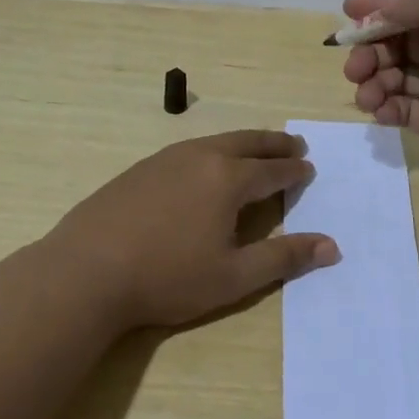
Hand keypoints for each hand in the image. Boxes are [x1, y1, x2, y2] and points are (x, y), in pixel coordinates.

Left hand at [48, 130, 340, 331]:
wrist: (86, 271)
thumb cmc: (167, 277)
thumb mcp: (233, 276)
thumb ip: (284, 258)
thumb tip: (331, 246)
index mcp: (228, 179)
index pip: (272, 170)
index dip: (294, 171)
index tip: (308, 169)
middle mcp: (200, 157)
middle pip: (246, 143)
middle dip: (273, 144)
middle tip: (294, 145)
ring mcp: (165, 159)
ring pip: (214, 141)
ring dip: (242, 143)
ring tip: (254, 149)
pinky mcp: (139, 169)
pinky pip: (188, 150)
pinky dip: (210, 150)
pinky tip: (203, 165)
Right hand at [341, 0, 418, 204]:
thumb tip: (384, 2)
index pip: (417, 5)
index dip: (382, 5)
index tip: (348, 10)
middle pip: (401, 41)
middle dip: (373, 49)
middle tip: (355, 66)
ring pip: (395, 75)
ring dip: (373, 79)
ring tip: (366, 94)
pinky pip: (400, 108)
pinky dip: (383, 106)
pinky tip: (378, 111)